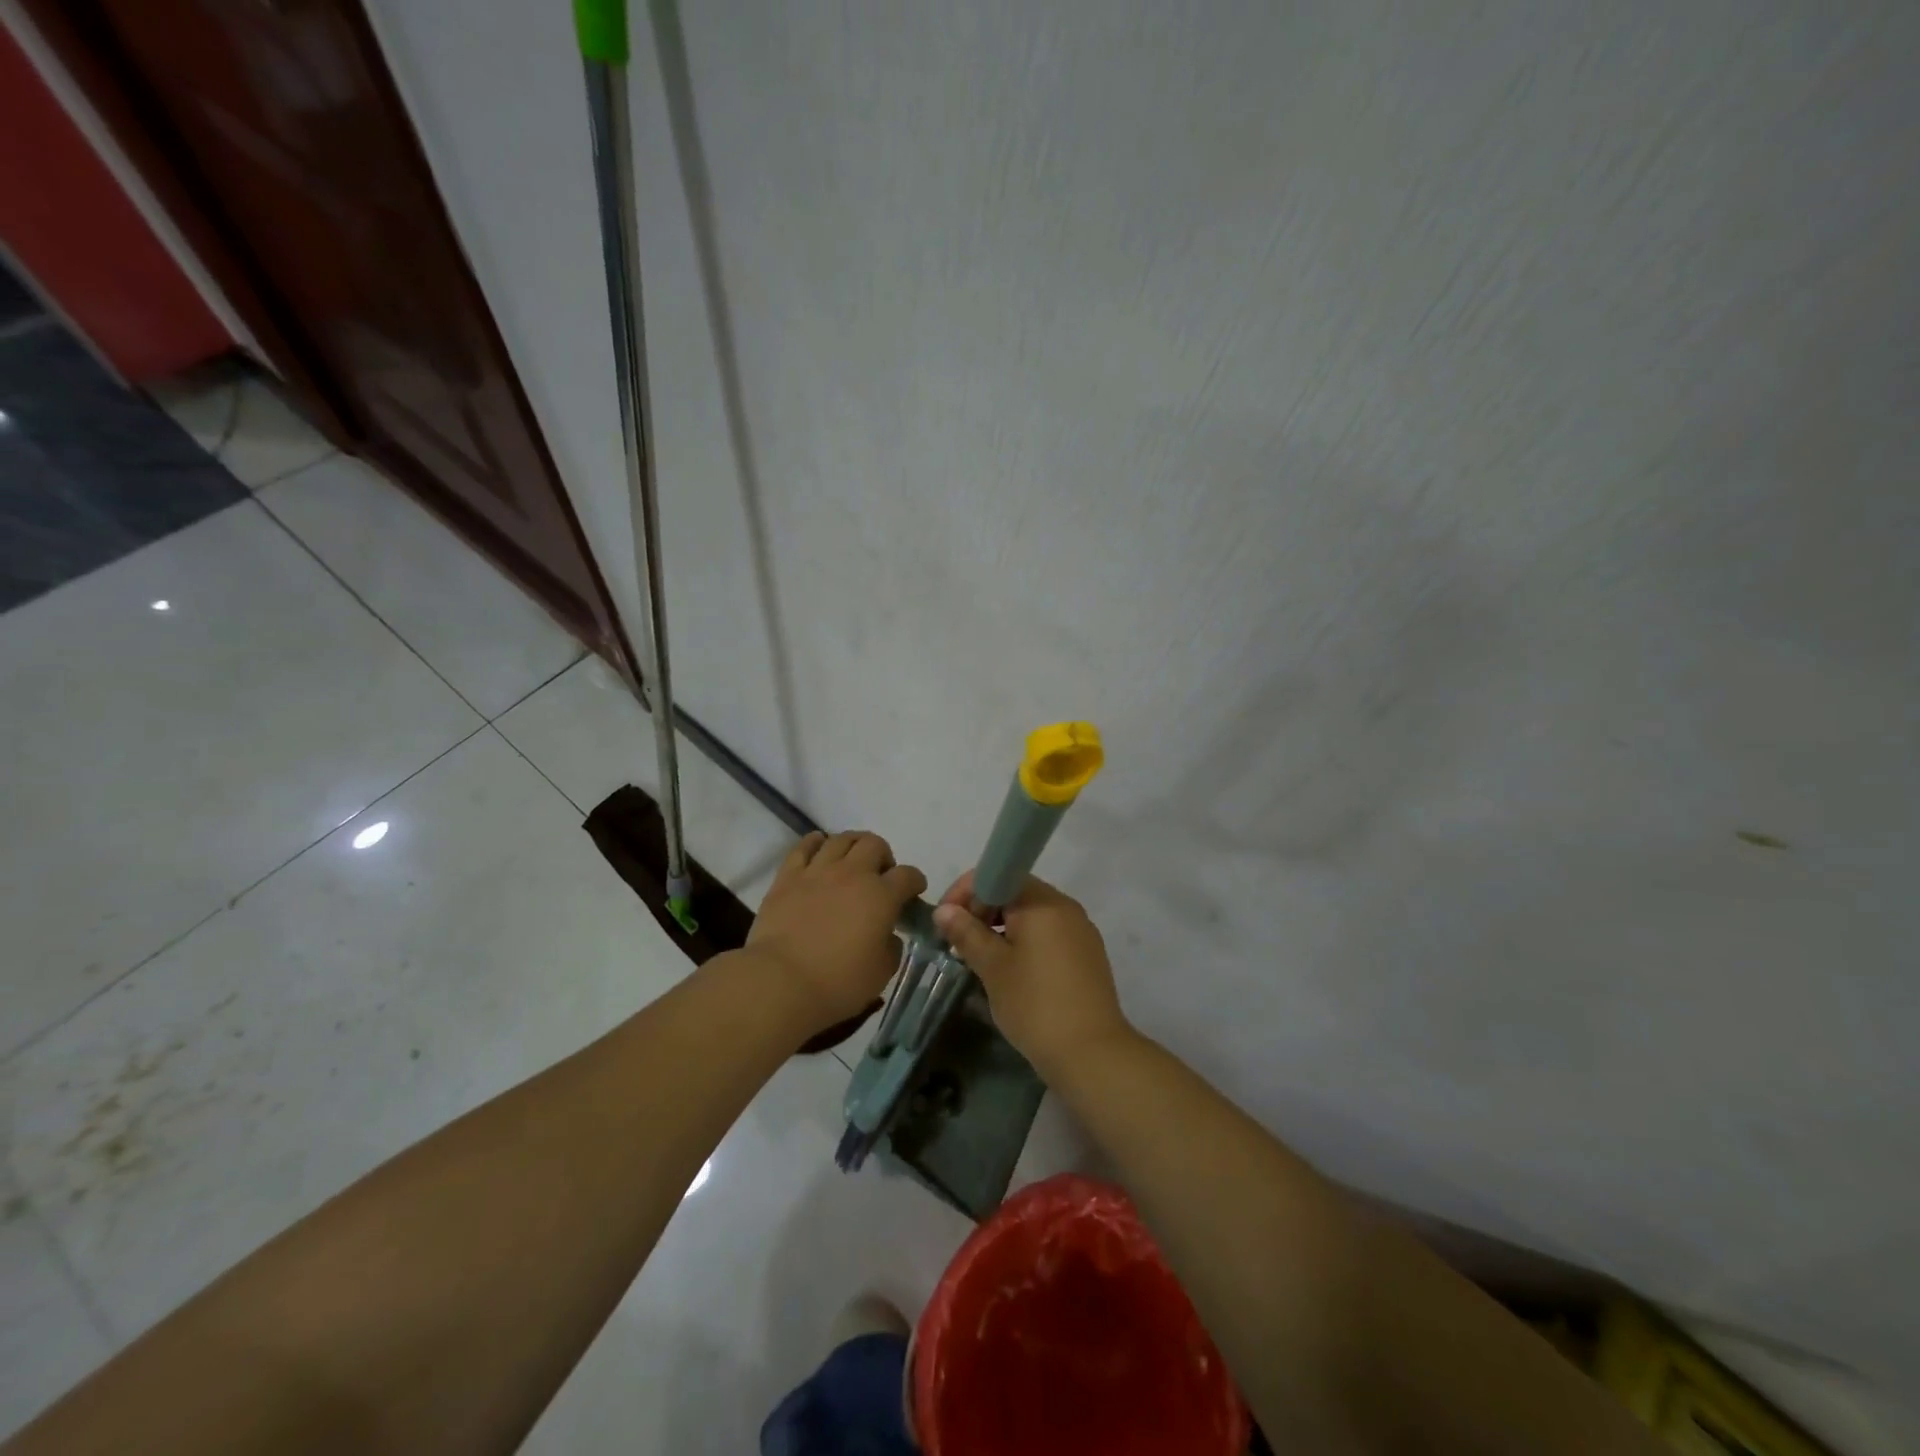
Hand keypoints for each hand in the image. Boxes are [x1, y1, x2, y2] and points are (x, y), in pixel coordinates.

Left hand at [746, 830, 926, 1032]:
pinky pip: (804, 846)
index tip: (913, 893)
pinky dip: (815, 842)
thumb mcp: (882, 972)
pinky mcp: (788, 876)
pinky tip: (819, 847)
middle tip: (879, 877)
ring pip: (841, 839)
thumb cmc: (838, 982)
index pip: (908, 875)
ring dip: (853, 846)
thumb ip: (891, 946)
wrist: (781, 982)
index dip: (915, 882)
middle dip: (884, 857)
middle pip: (875, 844)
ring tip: (851, 862)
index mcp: (882, 896)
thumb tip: (886, 933)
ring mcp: (818, 871)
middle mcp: (853, 873)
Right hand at [932, 871, 1132, 1077]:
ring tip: (980, 959)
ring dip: (1002, 929)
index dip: (967, 892)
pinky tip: (1011, 972)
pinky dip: (1025, 943)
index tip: (946, 920)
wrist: (1091, 1054)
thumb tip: (944, 910)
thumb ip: (967, 933)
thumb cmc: (1035, 1004)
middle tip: (959, 942)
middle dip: (983, 911)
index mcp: (1043, 902)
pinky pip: (1048, 936)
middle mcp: (1065, 907)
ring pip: (1032, 916)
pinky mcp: (1087, 956)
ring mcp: (1081, 932)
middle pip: (1016, 893)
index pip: (999, 875)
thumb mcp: (993, 967)